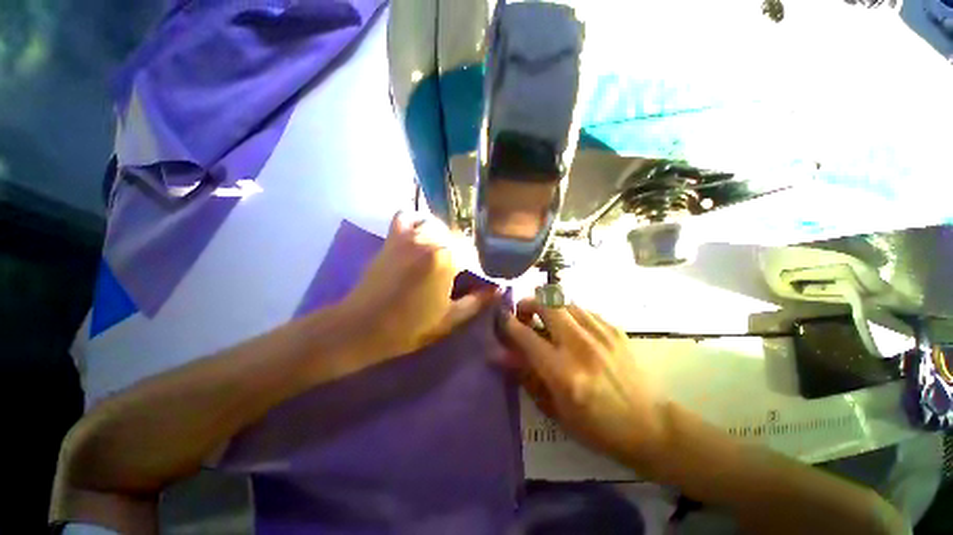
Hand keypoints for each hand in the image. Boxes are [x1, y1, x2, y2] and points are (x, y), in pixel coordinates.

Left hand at [340, 211, 498, 362]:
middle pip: (457, 238)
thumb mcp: (449, 319)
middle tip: (461, 273)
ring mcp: (408, 235)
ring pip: (437, 226)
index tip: (478, 280)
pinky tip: (421, 235)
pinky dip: (418, 221)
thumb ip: (477, 301)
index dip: (478, 268)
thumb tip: (498, 289)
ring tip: (444, 255)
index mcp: (445, 258)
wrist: (362, 326)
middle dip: (464, 254)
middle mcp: (429, 239)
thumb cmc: (409, 326)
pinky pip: (407, 217)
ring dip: (445, 238)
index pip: (473, 254)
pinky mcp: (392, 238)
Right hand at [501, 299, 669, 467]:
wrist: (651, 426)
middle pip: (546, 303)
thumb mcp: (554, 409)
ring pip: (564, 301)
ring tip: (547, 320)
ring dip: (548, 306)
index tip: (501, 318)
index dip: (507, 323)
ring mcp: (600, 333)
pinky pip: (582, 309)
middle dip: (528, 303)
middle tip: (525, 314)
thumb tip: (500, 354)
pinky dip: (568, 312)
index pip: (525, 335)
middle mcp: (580, 345)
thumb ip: (526, 376)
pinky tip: (571, 327)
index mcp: (562, 372)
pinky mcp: (614, 329)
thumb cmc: (597, 427)